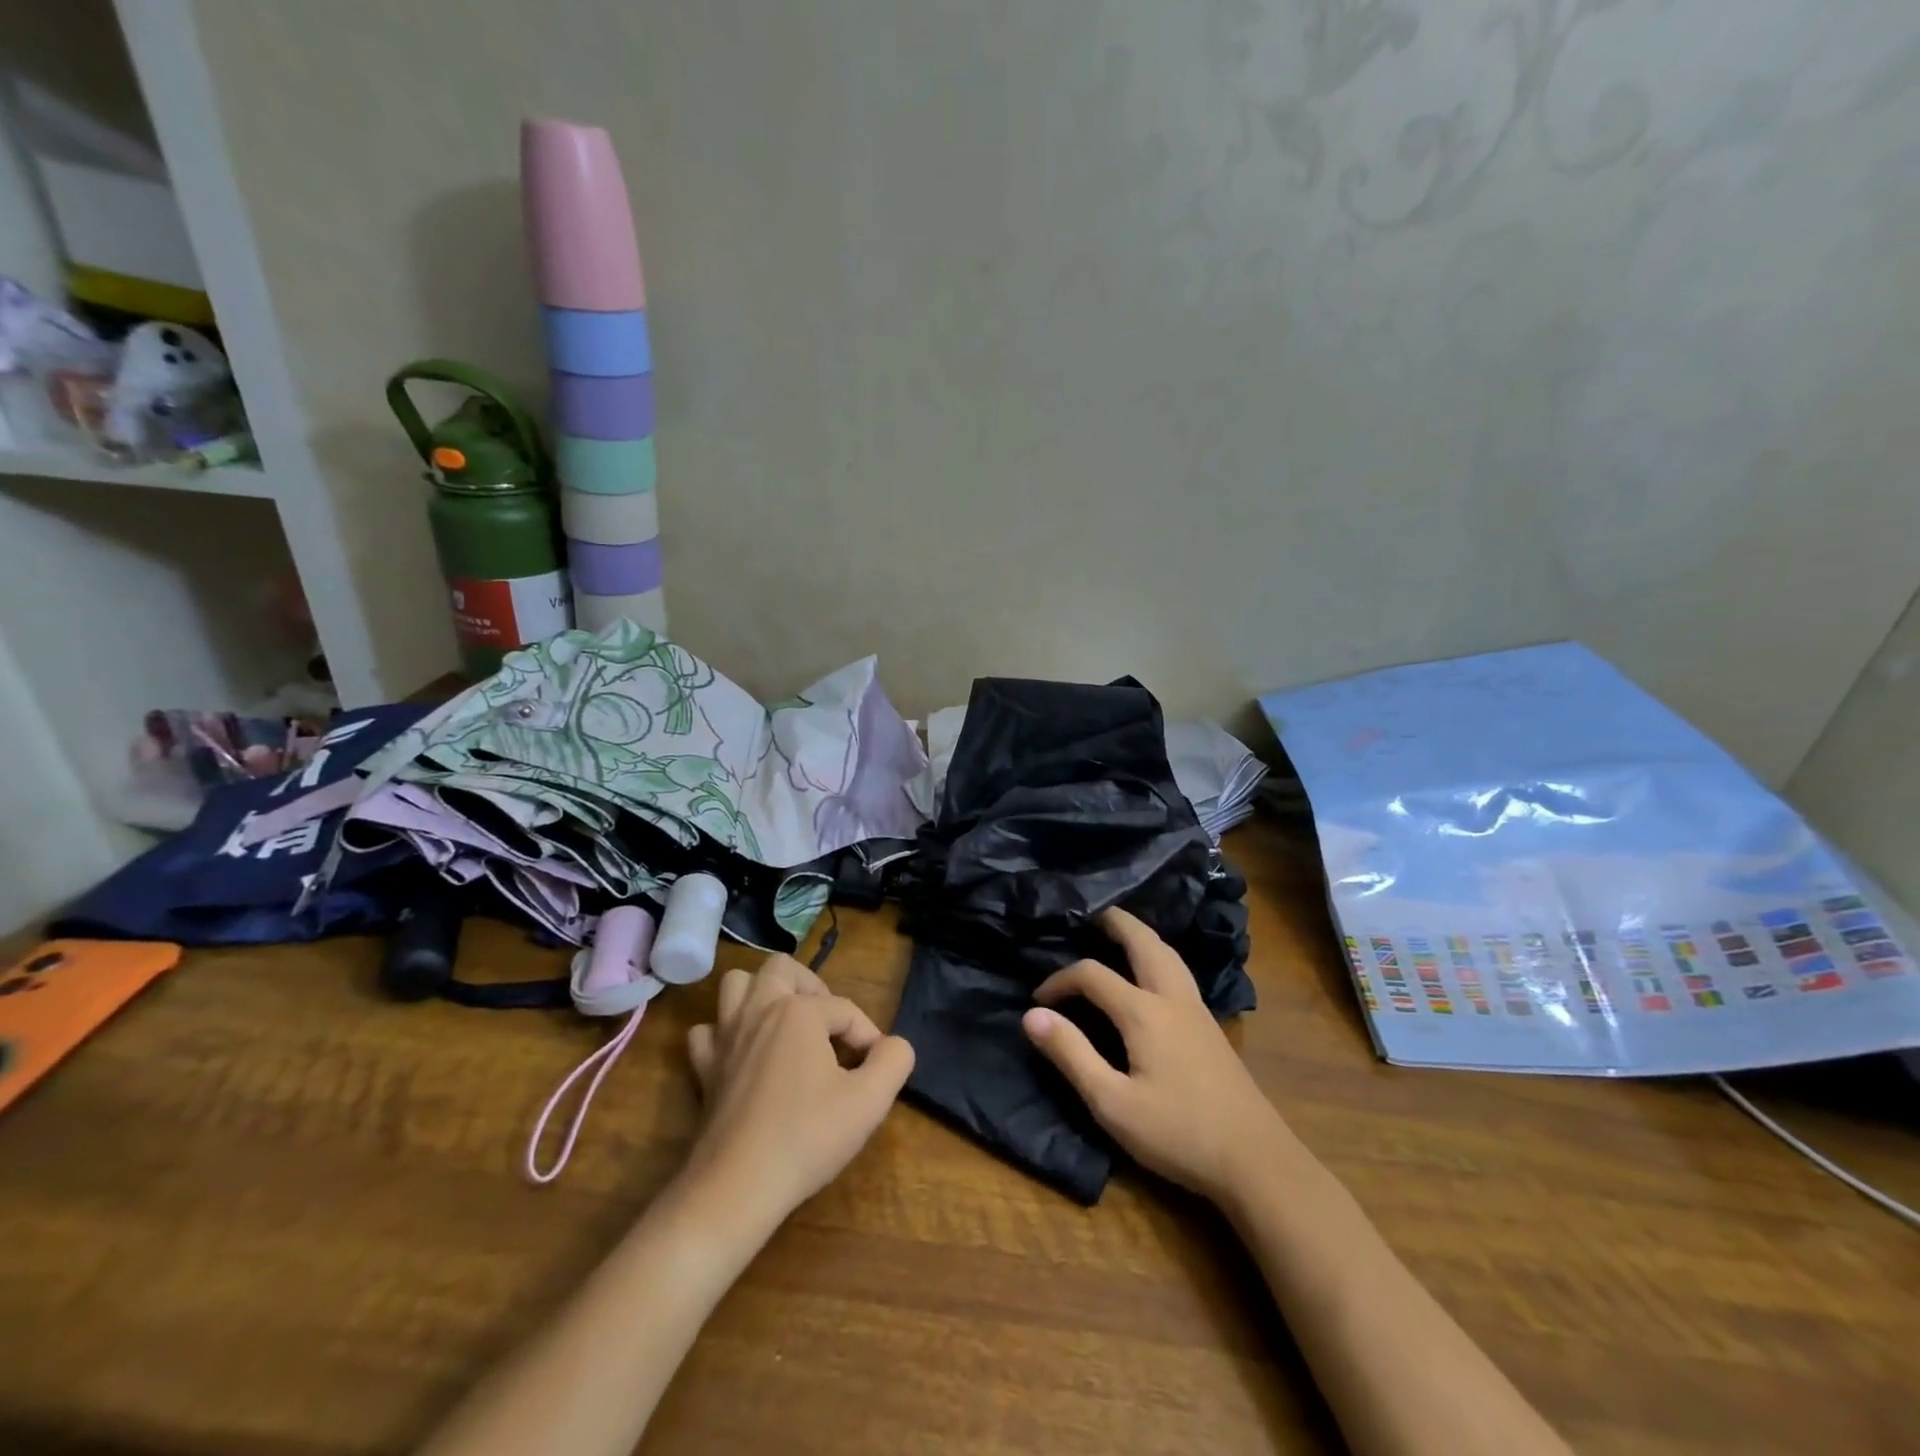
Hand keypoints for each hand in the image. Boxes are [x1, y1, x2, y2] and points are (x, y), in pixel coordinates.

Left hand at [684, 953, 914, 1226]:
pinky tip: (744, 1054)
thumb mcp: (869, 1101)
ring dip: (763, 994)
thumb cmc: (806, 1137)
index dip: (868, 1037)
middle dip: (812, 987)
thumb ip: (894, 1060)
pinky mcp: (704, 1068)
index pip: (845, 1009)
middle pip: (783, 969)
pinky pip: (708, 1031)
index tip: (874, 1072)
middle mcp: (758, 1010)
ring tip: (787, 1024)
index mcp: (798, 1011)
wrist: (736, 1188)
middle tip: (829, 1024)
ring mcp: (725, 1037)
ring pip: (737, 985)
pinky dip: (725, 1032)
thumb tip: (894, 1045)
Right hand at [1022, 907, 1283, 1202]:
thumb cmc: (1178, 1133)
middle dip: (1112, 922)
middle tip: (1087, 915)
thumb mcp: (1112, 1103)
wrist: (1256, 1160)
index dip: (1059, 980)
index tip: (1038, 1000)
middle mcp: (1172, 997)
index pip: (1092, 974)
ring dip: (1138, 934)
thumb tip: (1032, 1015)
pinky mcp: (1210, 1024)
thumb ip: (1071, 1055)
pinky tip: (1152, 971)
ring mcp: (1196, 1008)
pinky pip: (1178, 969)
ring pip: (1166, 951)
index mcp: (1144, 1012)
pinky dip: (1156, 953)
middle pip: (1142, 940)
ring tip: (1117, 932)